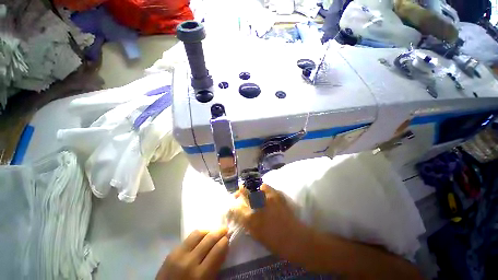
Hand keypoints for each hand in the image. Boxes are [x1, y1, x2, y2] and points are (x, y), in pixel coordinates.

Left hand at [156, 228, 228, 279]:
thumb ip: (216, 266)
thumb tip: (224, 247)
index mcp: (200, 276)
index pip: (217, 250)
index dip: (225, 241)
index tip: (228, 238)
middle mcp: (189, 262)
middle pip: (209, 239)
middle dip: (220, 232)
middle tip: (225, 230)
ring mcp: (178, 255)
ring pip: (198, 233)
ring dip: (208, 231)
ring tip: (213, 232)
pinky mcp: (171, 252)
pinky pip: (188, 238)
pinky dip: (198, 235)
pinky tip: (201, 238)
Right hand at [227, 184, 311, 262]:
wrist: (295, 238)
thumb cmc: (274, 242)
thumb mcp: (256, 235)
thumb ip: (247, 223)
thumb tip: (241, 214)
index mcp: (250, 219)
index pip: (236, 207)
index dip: (233, 205)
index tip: (233, 205)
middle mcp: (257, 205)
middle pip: (244, 192)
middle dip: (240, 191)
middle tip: (239, 192)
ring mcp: (267, 198)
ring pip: (254, 187)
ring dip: (251, 189)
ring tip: (251, 191)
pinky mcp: (276, 194)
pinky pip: (265, 186)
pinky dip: (262, 188)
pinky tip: (262, 191)